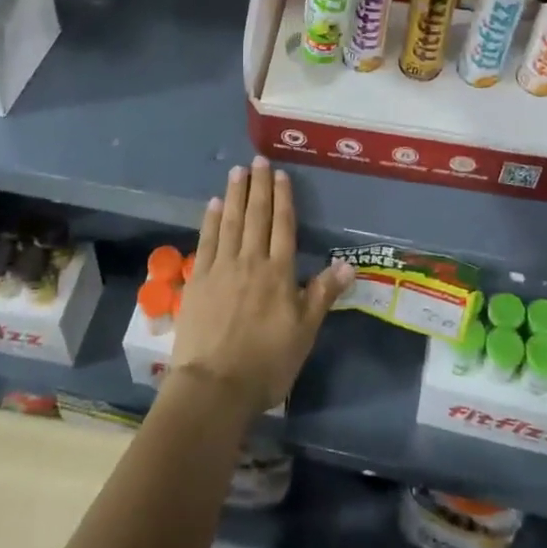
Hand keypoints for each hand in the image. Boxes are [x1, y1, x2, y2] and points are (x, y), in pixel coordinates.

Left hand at [172, 158, 353, 419]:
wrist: (214, 387)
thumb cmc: (266, 363)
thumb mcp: (304, 332)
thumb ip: (323, 294)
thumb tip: (348, 263)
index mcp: (278, 273)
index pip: (282, 226)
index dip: (282, 198)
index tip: (279, 174)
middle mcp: (250, 261)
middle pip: (256, 216)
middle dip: (258, 187)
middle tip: (256, 160)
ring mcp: (221, 268)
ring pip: (230, 222)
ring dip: (234, 195)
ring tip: (236, 172)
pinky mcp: (197, 280)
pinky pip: (206, 241)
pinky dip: (211, 220)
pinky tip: (213, 205)